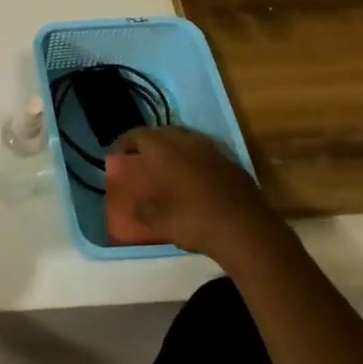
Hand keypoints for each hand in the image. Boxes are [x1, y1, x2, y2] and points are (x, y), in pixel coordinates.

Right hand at [104, 126, 268, 260]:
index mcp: (165, 150)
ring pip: (186, 140)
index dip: (124, 143)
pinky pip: (205, 153)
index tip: (116, 155)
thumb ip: (143, 211)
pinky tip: (194, 179)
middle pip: (162, 133)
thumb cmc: (195, 221)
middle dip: (149, 142)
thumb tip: (136, 207)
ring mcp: (213, 150)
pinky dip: (194, 160)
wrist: (247, 230)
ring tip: (166, 166)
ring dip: (173, 149)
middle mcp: (188, 143)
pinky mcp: (232, 163)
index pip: (138, 135)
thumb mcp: (160, 221)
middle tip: (140, 158)